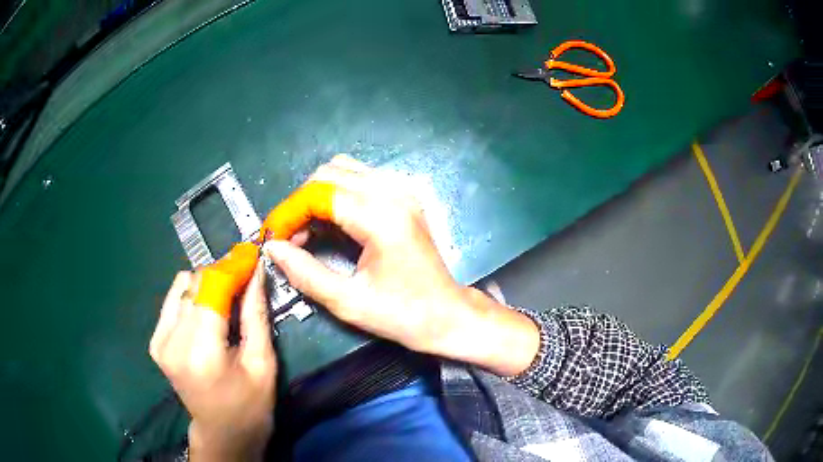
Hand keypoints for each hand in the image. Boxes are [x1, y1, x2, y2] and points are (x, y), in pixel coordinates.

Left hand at [149, 263, 275, 461]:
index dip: (233, 267)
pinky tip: (207, 312)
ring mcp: (160, 340)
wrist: (222, 433)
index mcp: (201, 353)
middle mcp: (173, 342)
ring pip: (183, 285)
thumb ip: (256, 313)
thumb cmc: (250, 405)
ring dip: (207, 285)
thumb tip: (256, 270)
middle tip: (245, 280)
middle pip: (196, 283)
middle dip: (223, 275)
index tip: (253, 253)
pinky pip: (173, 299)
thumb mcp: (262, 362)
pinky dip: (192, 296)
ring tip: (227, 300)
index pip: (212, 289)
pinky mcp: (155, 341)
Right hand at [262, 155, 539, 376]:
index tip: (273, 236)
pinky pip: (360, 179)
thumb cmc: (403, 315)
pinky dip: (336, 195)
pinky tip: (331, 224)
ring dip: (317, 196)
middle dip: (301, 202)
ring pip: (343, 170)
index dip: (289, 212)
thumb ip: (305, 272)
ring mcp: (402, 191)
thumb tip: (273, 247)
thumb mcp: (348, 302)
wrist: (447, 315)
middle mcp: (393, 194)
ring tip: (307, 231)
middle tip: (289, 237)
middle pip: (328, 173)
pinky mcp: (404, 197)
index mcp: (381, 218)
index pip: (319, 193)